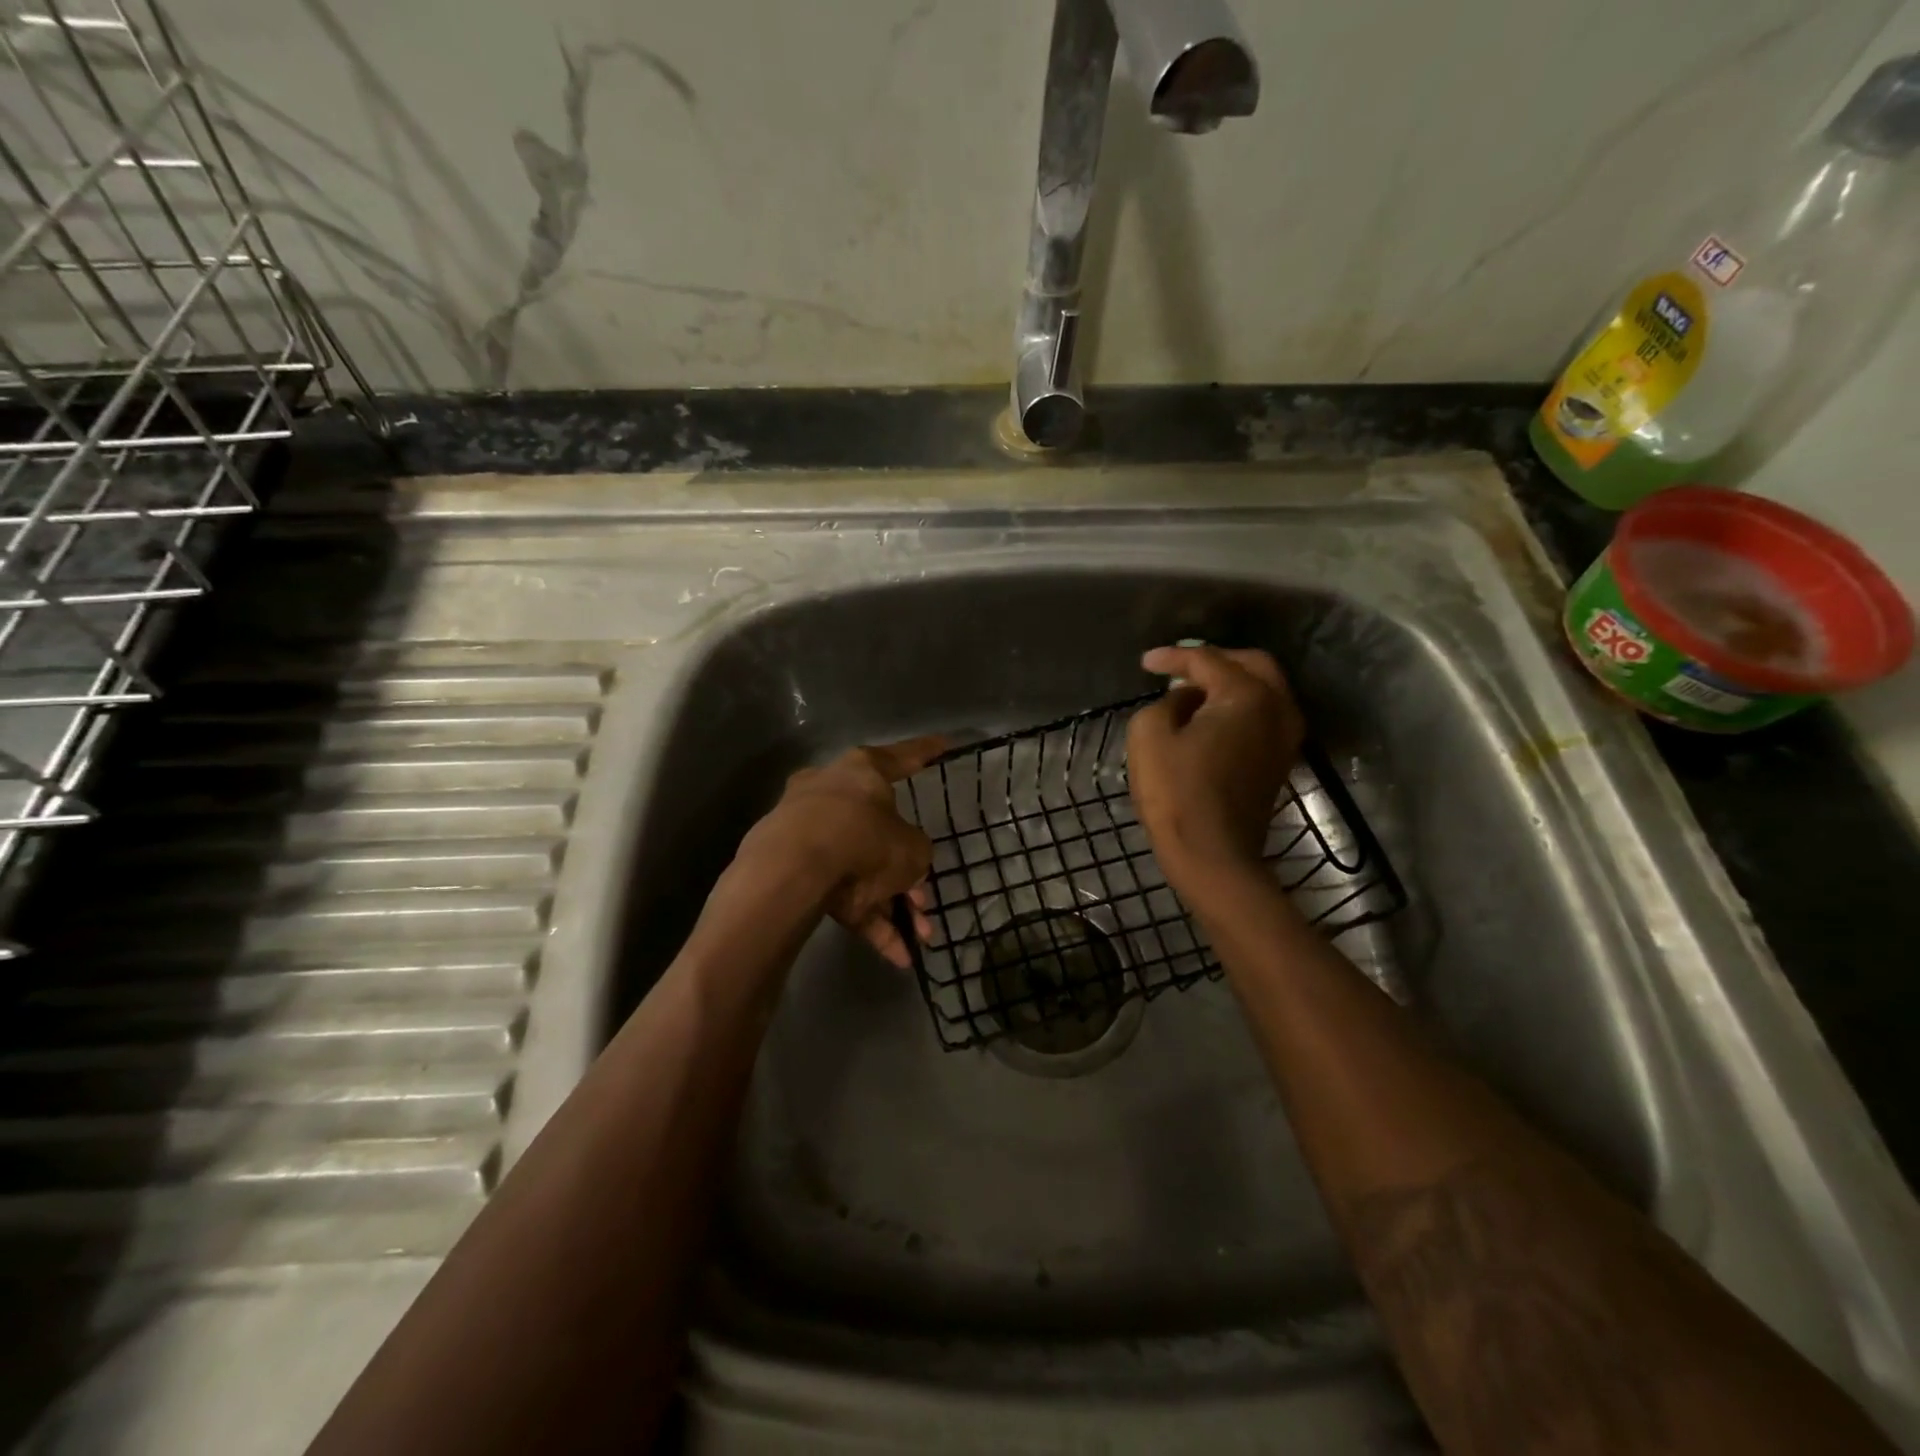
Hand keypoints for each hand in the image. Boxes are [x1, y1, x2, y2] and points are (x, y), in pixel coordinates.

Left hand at [737, 736, 946, 967]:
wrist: (790, 873)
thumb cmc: (862, 841)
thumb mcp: (912, 850)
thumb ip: (916, 853)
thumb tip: (904, 863)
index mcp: (861, 771)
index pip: (902, 758)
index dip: (927, 753)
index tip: (945, 745)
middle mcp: (830, 793)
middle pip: (879, 832)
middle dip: (906, 874)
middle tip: (925, 902)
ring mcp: (804, 830)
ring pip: (859, 867)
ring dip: (891, 904)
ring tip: (917, 939)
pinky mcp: (789, 868)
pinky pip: (837, 892)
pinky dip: (866, 919)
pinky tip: (894, 955)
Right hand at [1127, 645, 1303, 885]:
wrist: (1213, 856)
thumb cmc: (1176, 792)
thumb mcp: (1148, 734)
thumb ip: (1165, 702)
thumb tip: (1186, 700)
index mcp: (1247, 695)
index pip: (1207, 660)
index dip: (1173, 657)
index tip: (1145, 663)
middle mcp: (1278, 708)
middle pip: (1251, 665)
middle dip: (1214, 660)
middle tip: (1181, 667)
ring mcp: (1285, 738)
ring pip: (1265, 691)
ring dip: (1231, 683)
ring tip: (1194, 690)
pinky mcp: (1280, 763)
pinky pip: (1264, 716)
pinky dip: (1240, 707)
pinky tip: (1211, 717)